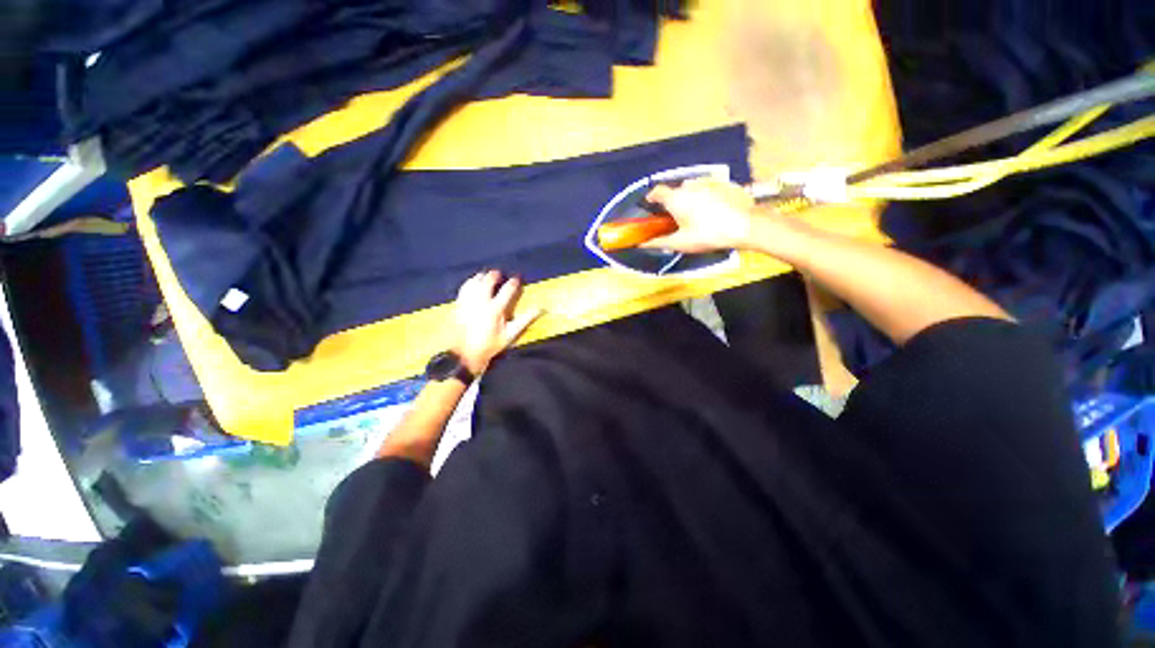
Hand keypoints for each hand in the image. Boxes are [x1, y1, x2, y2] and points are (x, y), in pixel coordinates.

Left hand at [452, 270, 543, 374]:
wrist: (465, 353)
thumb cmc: (491, 344)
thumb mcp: (511, 334)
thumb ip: (525, 320)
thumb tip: (541, 309)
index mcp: (495, 309)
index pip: (508, 289)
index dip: (514, 282)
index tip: (517, 279)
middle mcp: (481, 302)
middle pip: (489, 280)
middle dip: (496, 275)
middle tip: (501, 275)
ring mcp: (468, 301)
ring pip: (475, 280)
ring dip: (483, 276)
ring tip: (488, 277)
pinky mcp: (459, 303)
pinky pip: (465, 286)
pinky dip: (471, 282)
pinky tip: (474, 283)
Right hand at [641, 178, 756, 252]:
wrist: (745, 225)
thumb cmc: (707, 235)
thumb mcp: (681, 243)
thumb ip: (659, 242)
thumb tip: (642, 244)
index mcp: (676, 198)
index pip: (657, 191)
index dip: (652, 198)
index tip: (651, 206)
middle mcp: (690, 186)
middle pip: (676, 191)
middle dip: (673, 202)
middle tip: (676, 218)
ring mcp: (709, 182)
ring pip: (693, 190)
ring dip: (690, 199)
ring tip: (696, 216)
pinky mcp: (725, 184)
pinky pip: (709, 189)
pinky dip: (706, 198)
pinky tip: (714, 212)